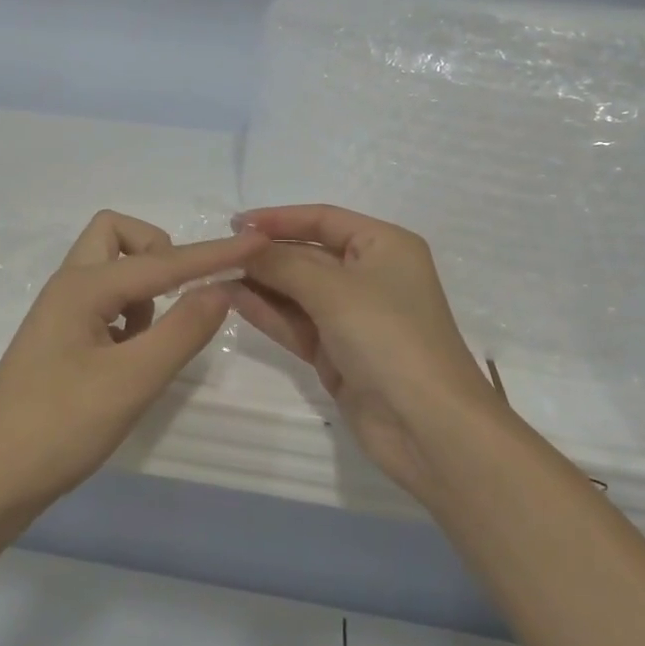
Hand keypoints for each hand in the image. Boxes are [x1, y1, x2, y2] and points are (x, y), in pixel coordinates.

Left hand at [0, 211, 265, 527]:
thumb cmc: (58, 428)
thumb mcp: (130, 381)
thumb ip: (181, 331)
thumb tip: (222, 290)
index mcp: (84, 286)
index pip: (164, 261)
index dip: (213, 255)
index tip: (258, 244)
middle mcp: (69, 287)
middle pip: (116, 235)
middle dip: (158, 252)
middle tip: (178, 296)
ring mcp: (61, 314)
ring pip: (110, 269)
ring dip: (143, 288)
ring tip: (150, 342)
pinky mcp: (60, 341)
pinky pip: (104, 302)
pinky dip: (128, 315)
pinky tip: (130, 360)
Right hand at [228, 204, 506, 509]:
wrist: (429, 427)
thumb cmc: (389, 338)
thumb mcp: (333, 290)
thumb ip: (283, 263)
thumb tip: (243, 245)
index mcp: (384, 245)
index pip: (323, 219)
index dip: (279, 218)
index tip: (236, 224)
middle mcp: (370, 275)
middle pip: (307, 254)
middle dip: (265, 254)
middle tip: (217, 254)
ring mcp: (353, 317)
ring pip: (298, 290)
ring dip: (261, 283)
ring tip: (215, 275)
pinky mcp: (338, 352)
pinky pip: (296, 322)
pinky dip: (268, 311)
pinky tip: (233, 299)